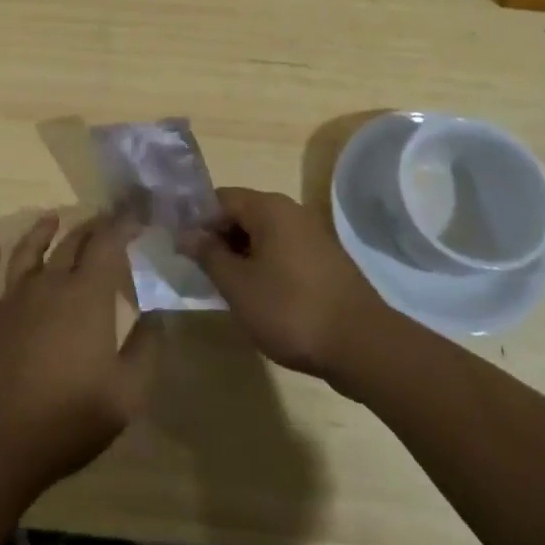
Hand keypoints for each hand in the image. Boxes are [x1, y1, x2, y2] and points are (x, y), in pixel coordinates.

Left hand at [0, 212, 158, 492]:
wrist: (1, 442)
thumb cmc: (71, 417)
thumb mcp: (128, 392)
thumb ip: (146, 349)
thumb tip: (155, 316)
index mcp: (87, 295)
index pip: (107, 244)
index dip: (122, 225)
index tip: (136, 219)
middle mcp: (50, 285)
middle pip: (71, 243)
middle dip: (91, 227)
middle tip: (105, 220)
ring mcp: (13, 300)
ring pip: (27, 253)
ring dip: (41, 231)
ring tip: (52, 217)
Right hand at [178, 187, 385, 381]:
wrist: (362, 345)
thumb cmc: (290, 309)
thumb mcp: (237, 285)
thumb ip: (208, 255)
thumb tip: (186, 234)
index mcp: (268, 208)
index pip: (220, 199)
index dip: (197, 221)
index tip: (182, 250)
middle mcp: (291, 212)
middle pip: (242, 214)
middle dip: (219, 240)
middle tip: (201, 273)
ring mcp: (312, 235)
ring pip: (263, 236)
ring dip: (241, 256)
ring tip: (227, 289)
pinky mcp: (325, 261)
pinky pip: (283, 252)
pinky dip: (265, 267)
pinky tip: (259, 298)